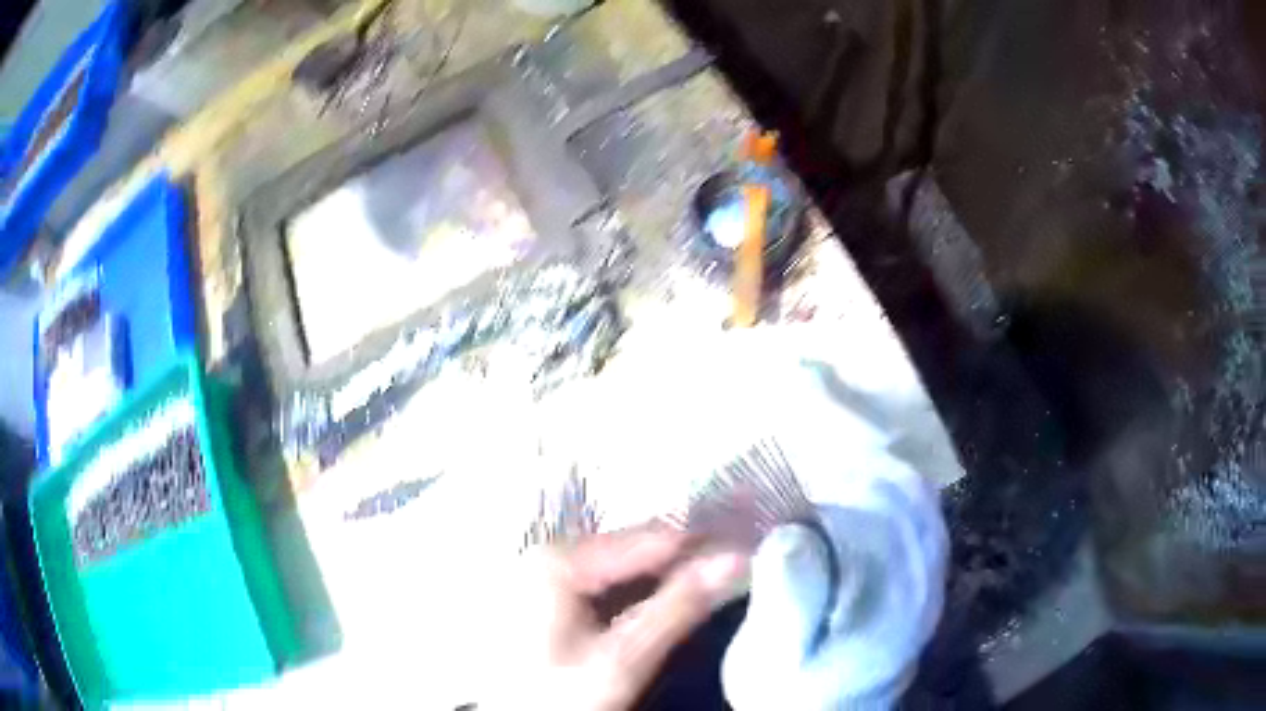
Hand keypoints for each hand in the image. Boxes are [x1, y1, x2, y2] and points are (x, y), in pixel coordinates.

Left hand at [492, 527, 748, 710]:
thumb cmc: (559, 694)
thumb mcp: (622, 659)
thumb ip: (678, 608)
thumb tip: (734, 561)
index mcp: (559, 560)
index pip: (651, 538)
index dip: (705, 547)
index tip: (749, 555)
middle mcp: (551, 554)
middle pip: (636, 549)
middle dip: (686, 563)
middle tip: (735, 574)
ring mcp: (548, 574)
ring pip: (626, 567)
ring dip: (668, 579)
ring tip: (712, 589)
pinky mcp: (551, 595)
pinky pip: (609, 583)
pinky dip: (643, 593)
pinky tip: (669, 606)